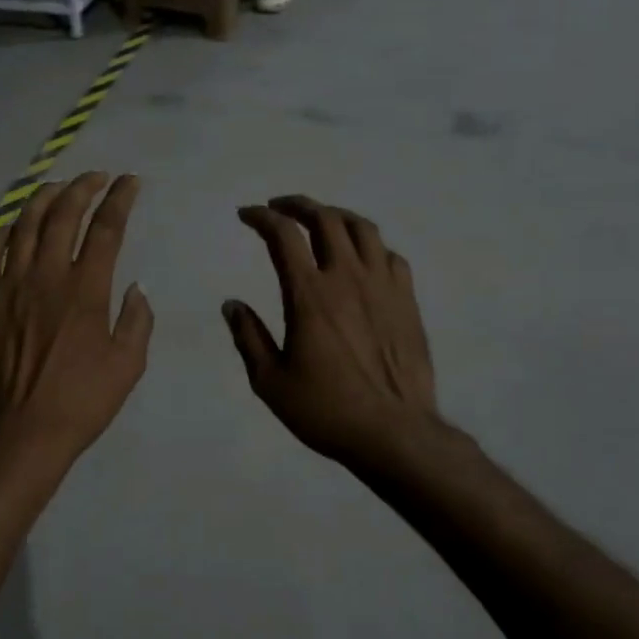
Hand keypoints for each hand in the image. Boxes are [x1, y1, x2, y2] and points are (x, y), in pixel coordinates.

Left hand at [0, 173, 153, 467]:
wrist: (21, 434)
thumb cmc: (81, 403)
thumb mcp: (128, 367)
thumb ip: (136, 321)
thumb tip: (135, 287)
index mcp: (86, 290)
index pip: (106, 228)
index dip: (120, 199)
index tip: (129, 182)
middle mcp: (46, 276)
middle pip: (63, 215)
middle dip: (83, 187)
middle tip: (97, 177)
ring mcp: (9, 286)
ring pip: (24, 225)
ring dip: (43, 198)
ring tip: (58, 186)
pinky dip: (2, 231)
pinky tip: (12, 224)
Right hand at [223, 196, 439, 476]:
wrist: (395, 432)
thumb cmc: (326, 410)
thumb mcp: (270, 381)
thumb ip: (248, 337)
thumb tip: (231, 304)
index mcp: (309, 294)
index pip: (283, 235)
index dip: (261, 217)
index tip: (247, 214)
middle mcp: (347, 277)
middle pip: (326, 219)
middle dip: (297, 205)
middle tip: (279, 207)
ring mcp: (383, 286)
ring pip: (362, 229)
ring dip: (336, 215)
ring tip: (321, 220)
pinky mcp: (408, 300)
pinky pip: (390, 255)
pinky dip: (369, 245)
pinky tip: (361, 257)